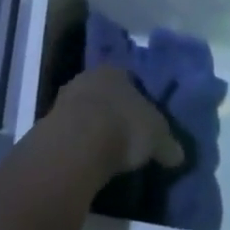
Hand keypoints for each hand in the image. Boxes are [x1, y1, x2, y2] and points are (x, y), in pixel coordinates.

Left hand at [49, 64, 184, 174]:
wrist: (78, 142)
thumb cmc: (124, 127)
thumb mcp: (157, 138)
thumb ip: (168, 144)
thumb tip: (178, 154)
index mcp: (116, 71)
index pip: (130, 80)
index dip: (139, 99)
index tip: (144, 120)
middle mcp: (89, 76)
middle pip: (105, 93)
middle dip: (114, 111)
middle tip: (125, 135)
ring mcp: (66, 97)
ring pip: (86, 109)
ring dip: (94, 126)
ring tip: (106, 150)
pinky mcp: (50, 121)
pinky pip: (71, 130)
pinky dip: (80, 142)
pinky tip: (87, 158)